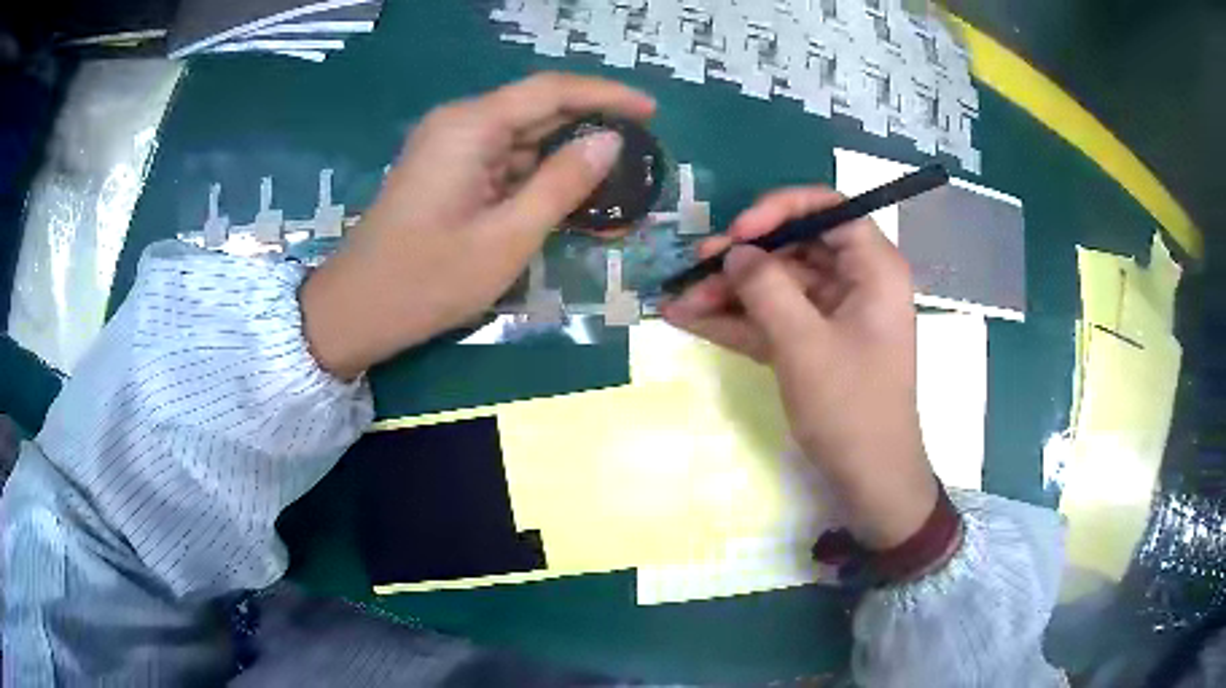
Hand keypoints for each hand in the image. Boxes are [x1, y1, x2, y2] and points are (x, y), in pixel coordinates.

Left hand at [301, 73, 654, 378]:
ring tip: (617, 183)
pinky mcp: (448, 172)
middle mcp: (460, 123)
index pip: (552, 90)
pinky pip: (504, 162)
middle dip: (591, 128)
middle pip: (538, 110)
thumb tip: (610, 142)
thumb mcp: (507, 237)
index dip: (607, 95)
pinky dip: (538, 178)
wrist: (356, 311)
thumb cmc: (428, 279)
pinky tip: (571, 199)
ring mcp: (451, 147)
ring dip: (567, 158)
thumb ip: (562, 183)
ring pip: (523, 139)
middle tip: (642, 153)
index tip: (652, 111)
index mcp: (471, 126)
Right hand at [661, 187, 937, 549]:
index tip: (740, 232)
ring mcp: (832, 315)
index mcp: (873, 269)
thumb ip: (766, 289)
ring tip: (678, 299)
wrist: (870, 479)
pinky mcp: (812, 344)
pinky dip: (736, 320)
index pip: (829, 210)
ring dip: (729, 293)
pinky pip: (772, 319)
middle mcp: (855, 283)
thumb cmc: (851, 407)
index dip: (781, 210)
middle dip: (743, 259)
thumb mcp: (805, 344)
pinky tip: (689, 318)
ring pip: (777, 286)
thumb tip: (735, 252)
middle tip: (695, 266)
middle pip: (794, 248)